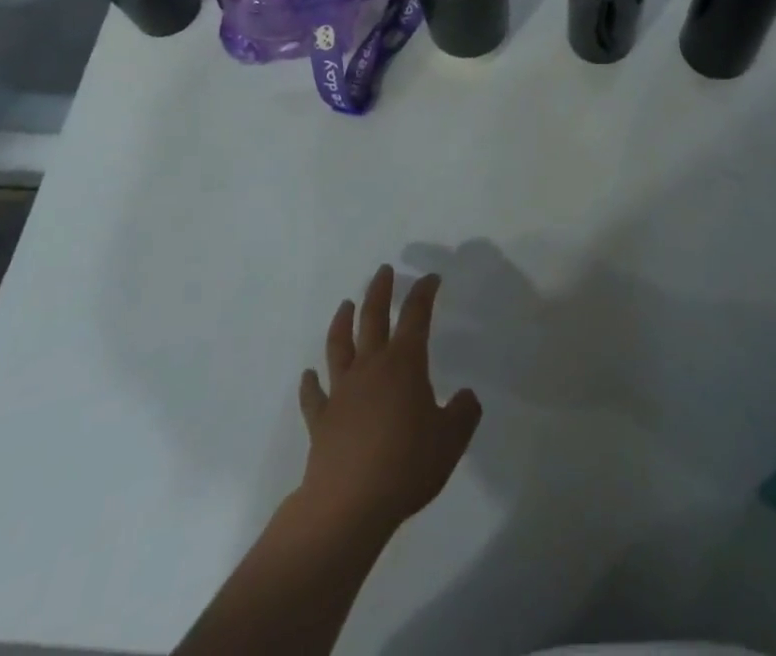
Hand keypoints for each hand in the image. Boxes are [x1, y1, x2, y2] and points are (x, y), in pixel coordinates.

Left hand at [296, 265, 481, 536]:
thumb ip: (463, 413)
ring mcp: (342, 391)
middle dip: (380, 291)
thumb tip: (467, 396)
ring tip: (345, 304)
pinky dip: (310, 383)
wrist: (349, 504)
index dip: (424, 293)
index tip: (430, 278)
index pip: (416, 315)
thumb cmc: (406, 465)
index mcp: (404, 364)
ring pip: (339, 346)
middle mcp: (371, 367)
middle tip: (384, 270)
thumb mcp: (450, 440)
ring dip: (342, 322)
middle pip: (373, 317)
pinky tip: (308, 375)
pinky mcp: (321, 419)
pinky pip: (314, 395)